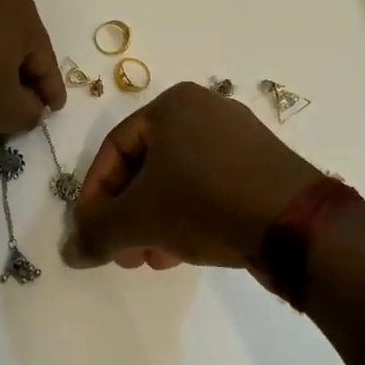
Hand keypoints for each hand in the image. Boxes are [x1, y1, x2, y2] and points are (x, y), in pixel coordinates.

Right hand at [63, 81, 323, 271]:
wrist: (296, 224)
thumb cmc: (205, 202)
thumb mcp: (139, 218)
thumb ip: (97, 232)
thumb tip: (69, 253)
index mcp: (171, 105)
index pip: (114, 149)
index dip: (95, 195)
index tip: (90, 233)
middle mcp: (204, 110)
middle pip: (146, 167)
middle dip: (128, 214)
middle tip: (123, 253)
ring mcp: (238, 137)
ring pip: (178, 180)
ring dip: (156, 221)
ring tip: (153, 259)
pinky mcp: (263, 165)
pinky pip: (210, 186)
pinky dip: (189, 215)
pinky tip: (185, 251)